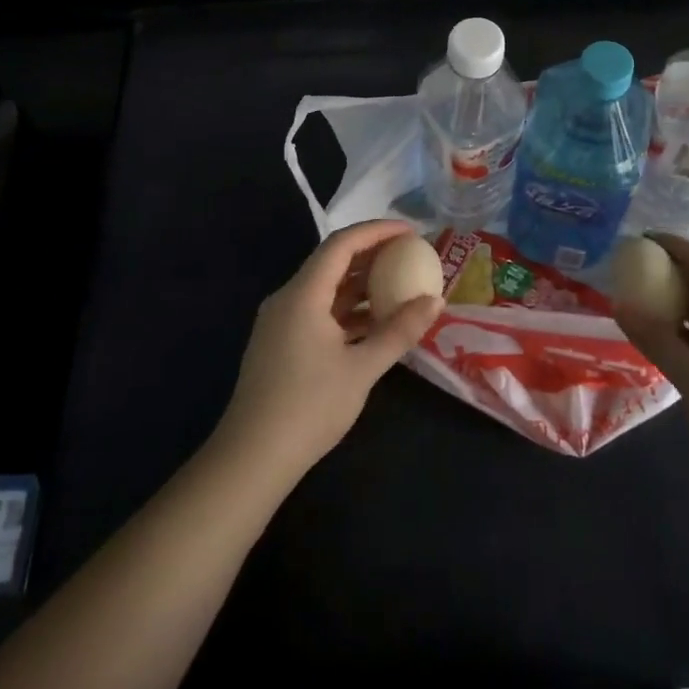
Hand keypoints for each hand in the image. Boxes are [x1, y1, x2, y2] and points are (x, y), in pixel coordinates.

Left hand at [214, 219, 444, 483]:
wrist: (252, 458)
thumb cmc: (309, 407)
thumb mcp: (362, 368)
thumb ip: (400, 331)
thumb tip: (435, 301)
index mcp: (303, 294)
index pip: (342, 244)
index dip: (378, 231)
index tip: (411, 232)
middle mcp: (288, 298)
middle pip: (332, 261)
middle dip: (372, 254)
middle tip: (409, 255)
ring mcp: (281, 321)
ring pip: (325, 288)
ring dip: (361, 284)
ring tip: (399, 285)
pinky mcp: (280, 343)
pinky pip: (318, 310)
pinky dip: (347, 309)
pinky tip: (374, 322)